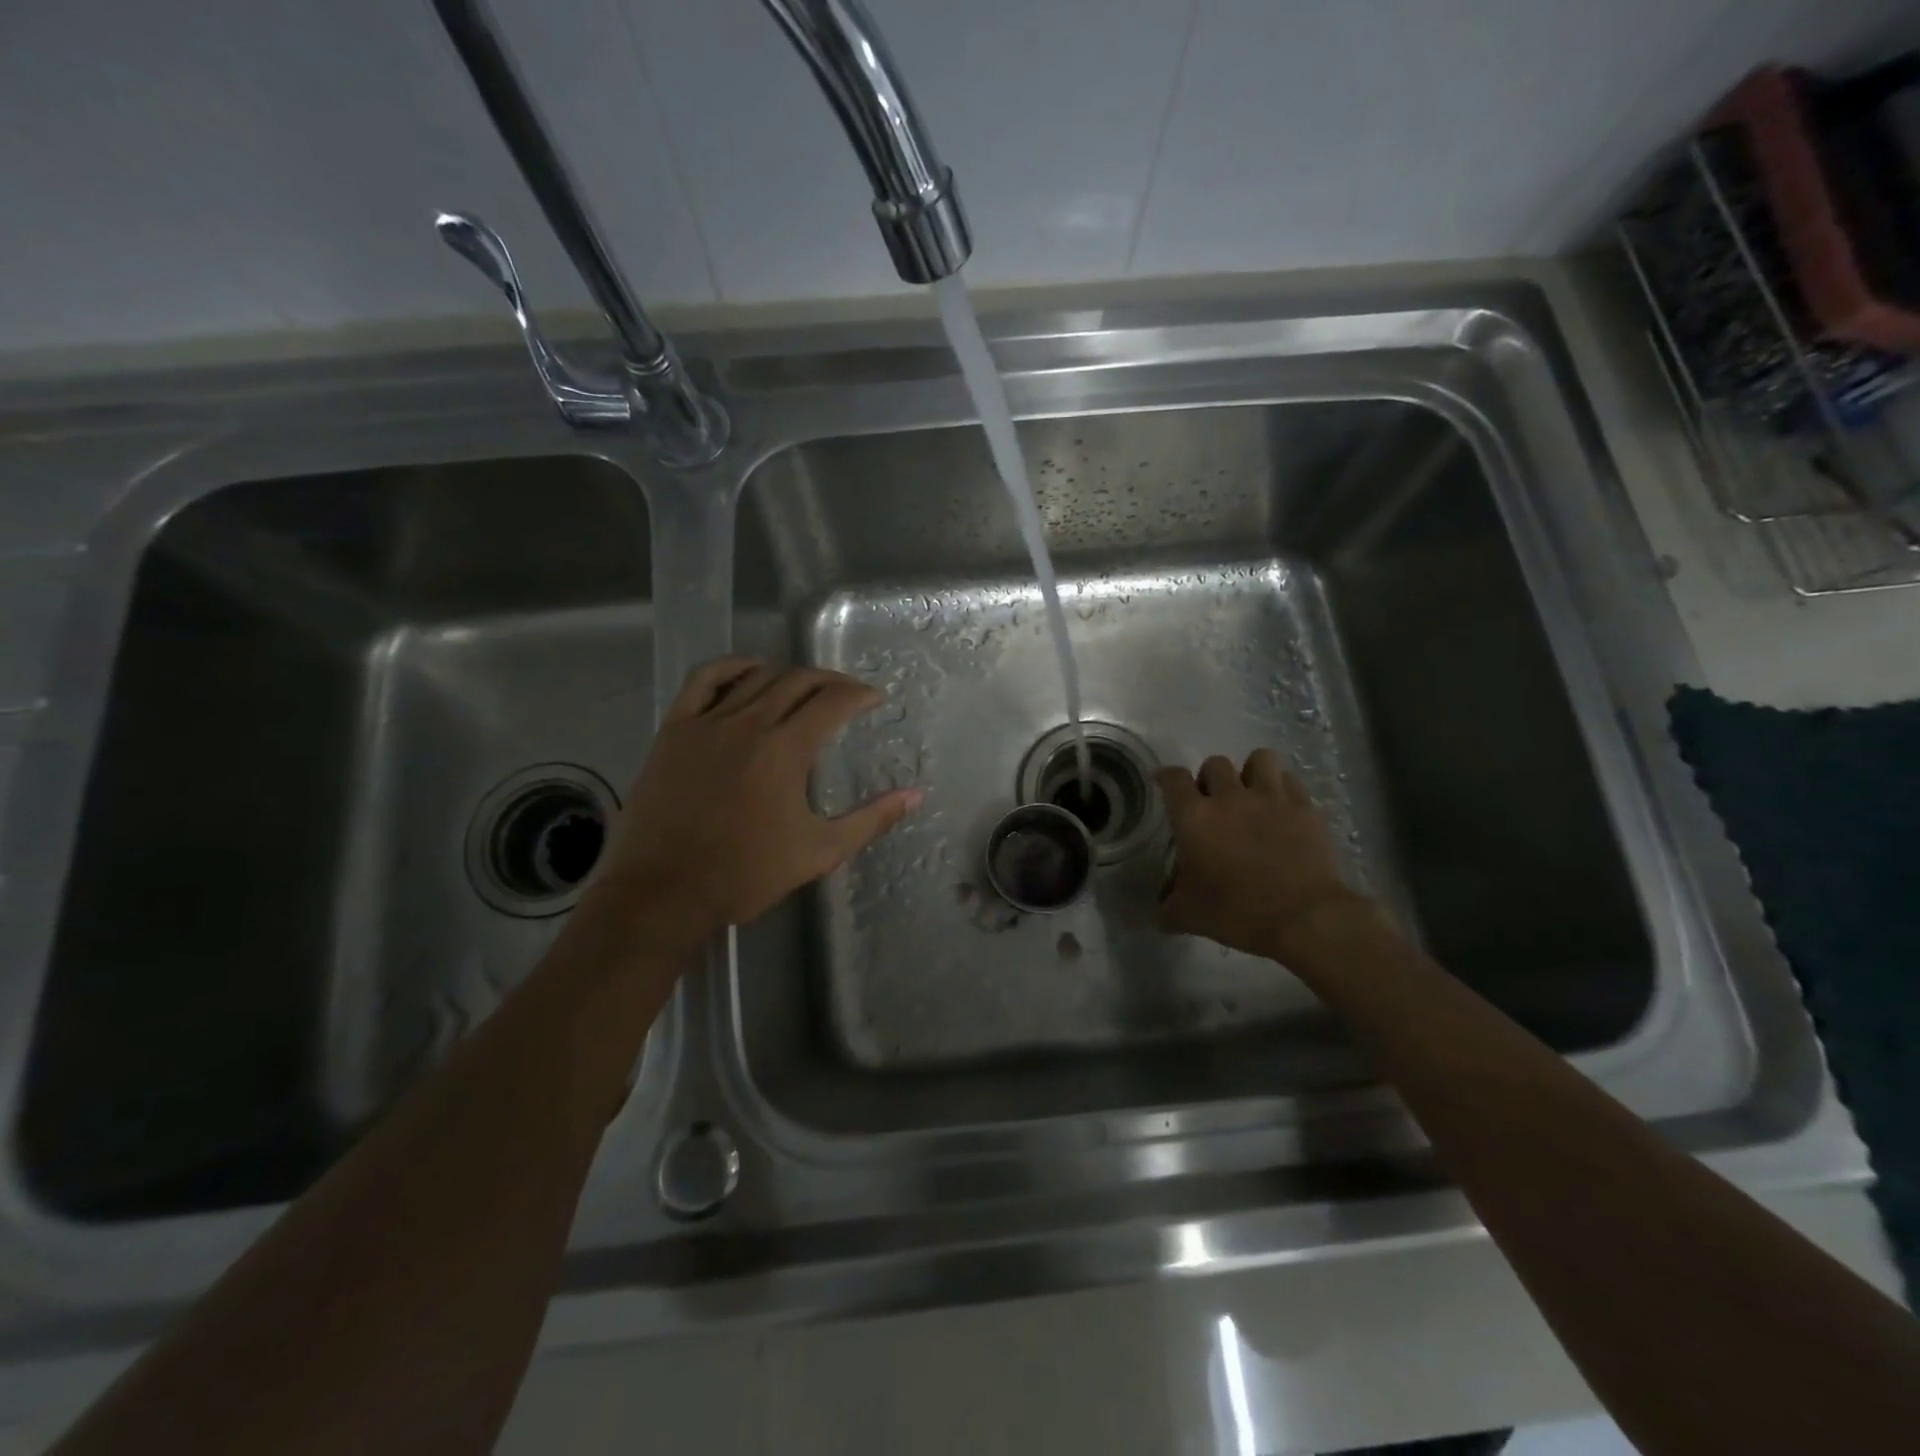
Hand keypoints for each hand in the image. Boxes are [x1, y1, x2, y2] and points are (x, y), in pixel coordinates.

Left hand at [580, 657, 919, 951]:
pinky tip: (748, 672)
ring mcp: (707, 723)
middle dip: (830, 681)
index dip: (859, 694)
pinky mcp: (675, 730)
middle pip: (798, 681)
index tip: (874, 699)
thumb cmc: (746, 874)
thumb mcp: (820, 851)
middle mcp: (749, 724)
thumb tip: (914, 795)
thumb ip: (871, 819)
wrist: (664, 892)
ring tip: (804, 689)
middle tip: (847, 694)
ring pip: (756, 678)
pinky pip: (704, 680)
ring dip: (788, 676)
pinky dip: (730, 667)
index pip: (832, 702)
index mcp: (786, 750)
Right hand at [1156, 749, 1368, 957]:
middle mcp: (1229, 798)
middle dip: (1210, 778)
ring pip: (1258, 759)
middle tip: (1213, 801)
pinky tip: (1281, 807)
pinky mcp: (1304, 807)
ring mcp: (1270, 798)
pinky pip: (1289, 780)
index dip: (1167, 776)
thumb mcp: (1190, 916)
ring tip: (1251, 793)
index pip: (1174, 778)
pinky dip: (1282, 788)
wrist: (1303, 919)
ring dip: (1250, 772)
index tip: (1165, 783)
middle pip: (1215, 763)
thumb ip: (1168, 908)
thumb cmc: (1238, 913)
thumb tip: (1158, 914)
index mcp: (1194, 818)